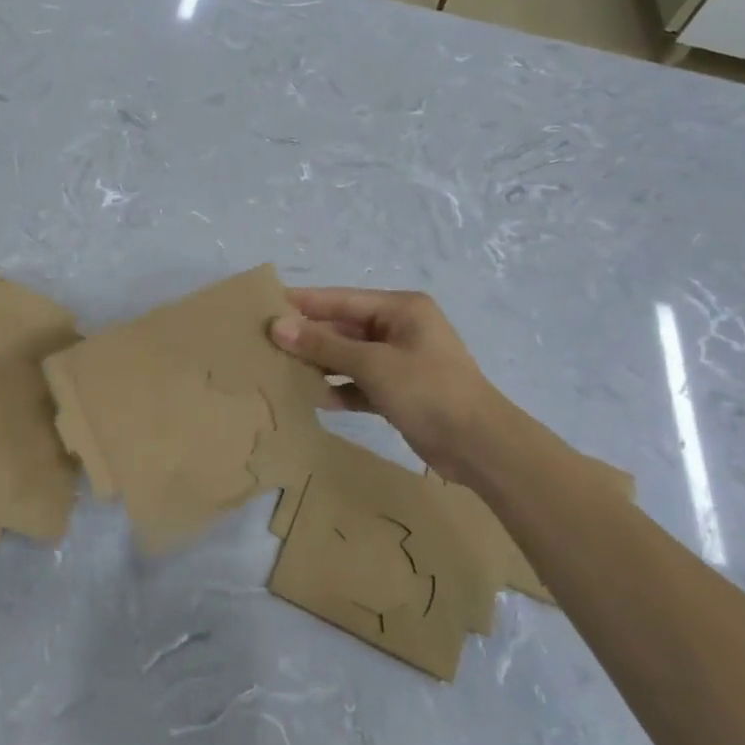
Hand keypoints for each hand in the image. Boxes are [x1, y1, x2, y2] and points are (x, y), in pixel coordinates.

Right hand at [271, 288, 501, 485]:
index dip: (304, 303)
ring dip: (321, 365)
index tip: (266, 305)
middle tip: (266, 344)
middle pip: (344, 328)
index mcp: (401, 309)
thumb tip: (277, 326)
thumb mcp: (373, 364)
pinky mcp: (399, 391)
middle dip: (309, 338)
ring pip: (350, 357)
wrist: (479, 445)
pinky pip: (360, 383)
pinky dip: (341, 389)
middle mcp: (400, 329)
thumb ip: (324, 345)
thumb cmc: (429, 390)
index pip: (341, 299)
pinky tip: (315, 399)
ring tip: (282, 371)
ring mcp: (400, 361)